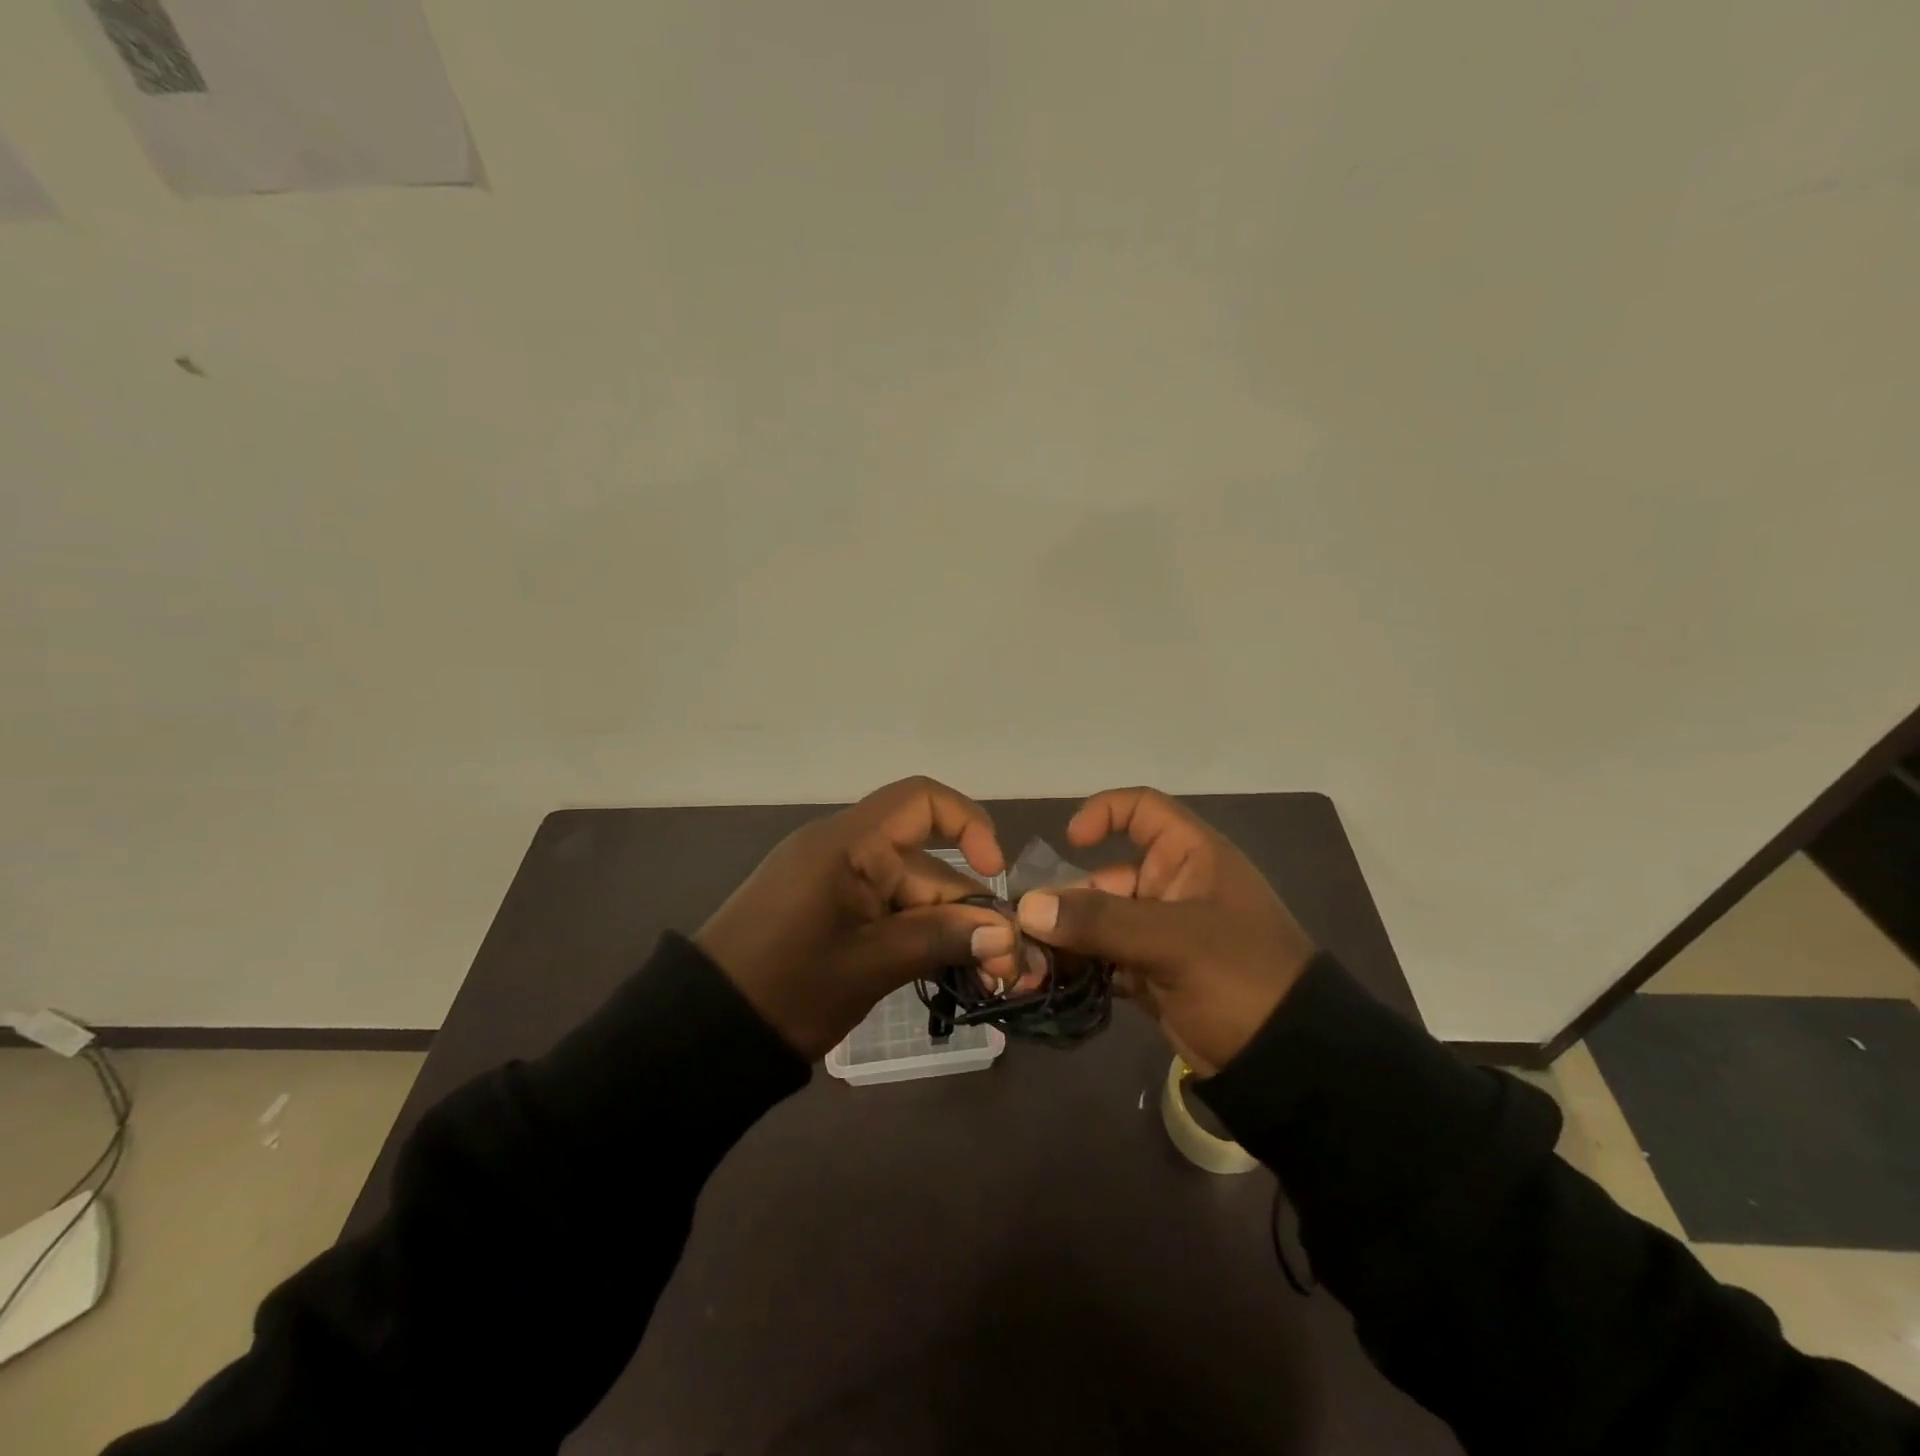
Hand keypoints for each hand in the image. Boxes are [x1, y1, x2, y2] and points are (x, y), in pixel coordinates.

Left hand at [695, 777, 1020, 1058]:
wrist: (703, 1034)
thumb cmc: (787, 987)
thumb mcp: (871, 963)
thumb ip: (941, 939)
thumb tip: (1007, 934)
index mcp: (848, 843)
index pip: (921, 801)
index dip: (968, 824)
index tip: (995, 873)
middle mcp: (845, 851)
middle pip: (925, 863)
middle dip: (968, 909)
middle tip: (1008, 967)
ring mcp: (836, 883)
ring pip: (910, 894)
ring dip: (947, 930)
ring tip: (986, 978)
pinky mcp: (830, 912)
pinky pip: (886, 911)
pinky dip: (917, 936)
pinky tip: (946, 970)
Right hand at [1013, 788, 1317, 1074]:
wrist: (1288, 1063)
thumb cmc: (1240, 977)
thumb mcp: (1173, 941)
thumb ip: (1100, 921)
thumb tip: (1027, 907)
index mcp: (1190, 857)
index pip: (1142, 809)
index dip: (1104, 813)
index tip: (1069, 843)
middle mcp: (1172, 886)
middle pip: (1104, 874)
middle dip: (1064, 900)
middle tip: (1023, 933)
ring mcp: (1160, 933)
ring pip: (1098, 920)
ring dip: (1064, 939)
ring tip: (1028, 965)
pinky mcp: (1151, 973)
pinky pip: (1103, 958)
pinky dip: (1079, 967)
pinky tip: (1051, 983)